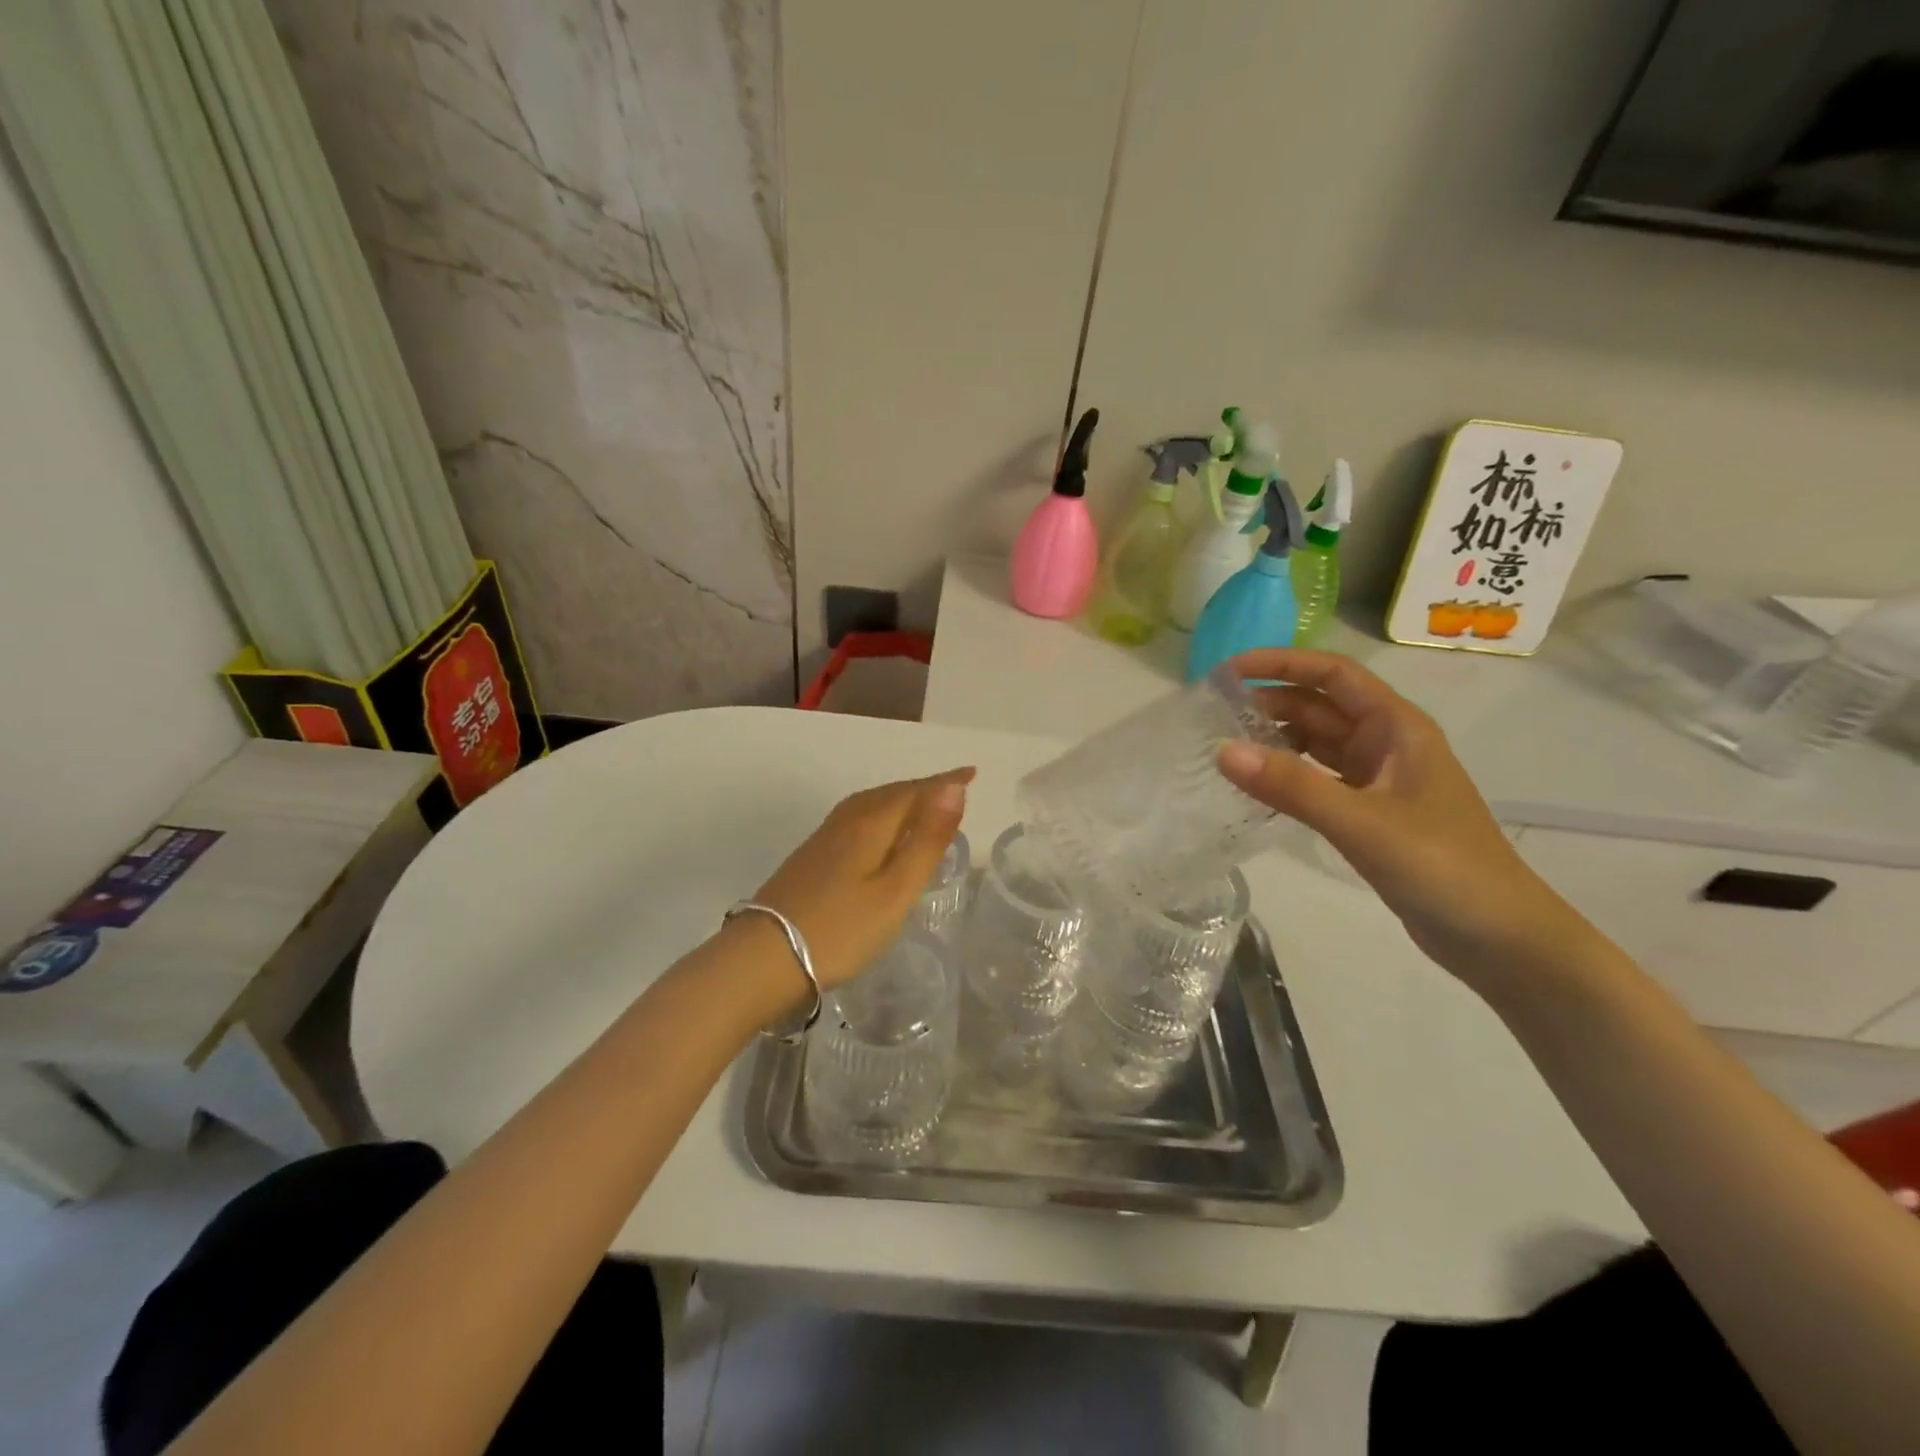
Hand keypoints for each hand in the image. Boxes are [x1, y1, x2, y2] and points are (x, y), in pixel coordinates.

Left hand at [746, 768, 973, 989]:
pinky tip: (881, 836)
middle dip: (925, 788)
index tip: (973, 773)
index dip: (945, 782)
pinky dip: (881, 816)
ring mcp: (824, 838)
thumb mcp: (895, 891)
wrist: (763, 958)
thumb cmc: (840, 929)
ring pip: (871, 805)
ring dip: (901, 800)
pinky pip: (857, 820)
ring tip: (924, 808)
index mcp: (870, 823)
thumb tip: (954, 788)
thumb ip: (927, 840)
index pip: (915, 791)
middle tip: (954, 790)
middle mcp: (846, 821)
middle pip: (891, 793)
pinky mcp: (811, 857)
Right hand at [1215, 649, 1587, 984]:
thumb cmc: (1441, 867)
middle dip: (1269, 702)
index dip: (1280, 664)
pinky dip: (1287, 776)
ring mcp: (1380, 780)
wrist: (1500, 939)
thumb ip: (1291, 786)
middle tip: (1212, 716)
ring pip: (1317, 743)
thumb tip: (1220, 750)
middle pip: (1319, 706)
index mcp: (1397, 727)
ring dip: (1275, 739)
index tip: (1228, 672)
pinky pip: (1318, 779)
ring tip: (1224, 747)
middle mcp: (1387, 744)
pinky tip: (1256, 786)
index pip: (1332, 674)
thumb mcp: (1361, 822)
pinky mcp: (1371, 813)